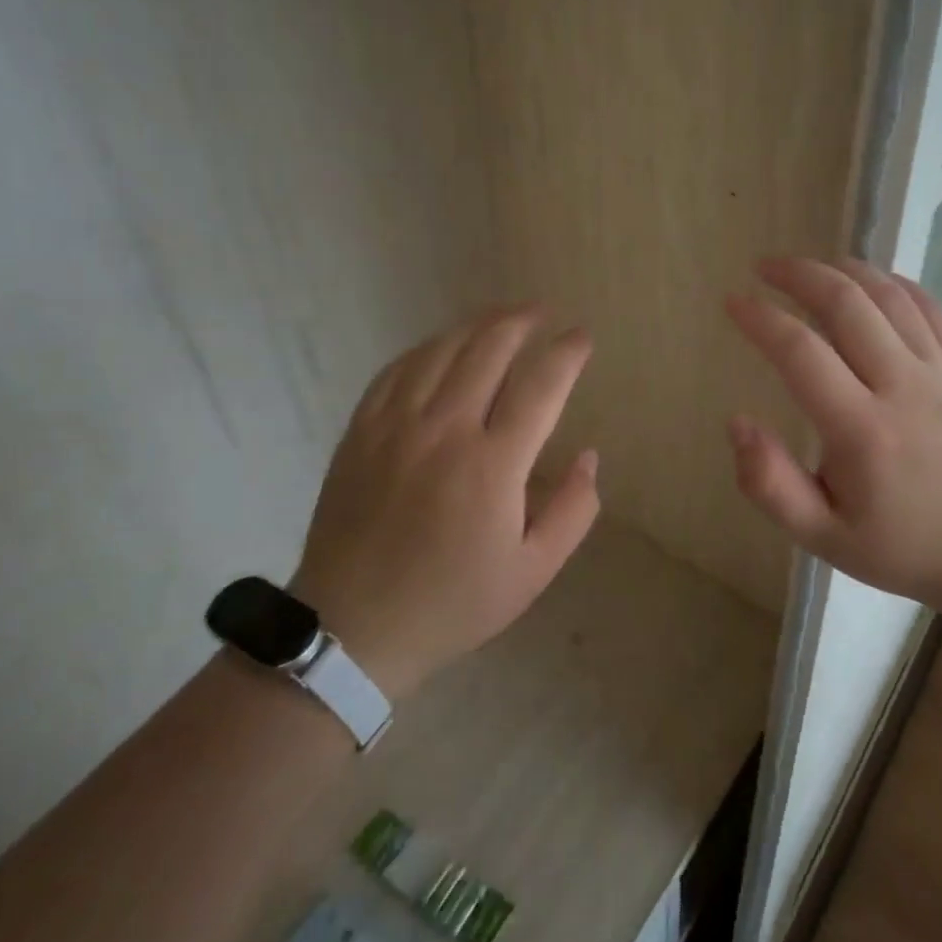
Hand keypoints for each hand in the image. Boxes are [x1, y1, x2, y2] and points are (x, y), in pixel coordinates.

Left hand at [291, 305, 599, 698]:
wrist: (352, 628)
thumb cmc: (452, 602)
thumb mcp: (532, 572)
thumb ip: (573, 511)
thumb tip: (589, 457)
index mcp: (492, 465)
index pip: (540, 387)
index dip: (566, 353)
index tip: (581, 337)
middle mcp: (444, 431)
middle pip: (488, 350)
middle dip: (521, 322)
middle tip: (541, 312)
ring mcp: (396, 426)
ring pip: (441, 350)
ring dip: (476, 325)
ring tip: (500, 316)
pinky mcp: (361, 432)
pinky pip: (397, 370)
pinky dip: (427, 348)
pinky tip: (441, 346)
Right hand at [724, 257, 941, 614]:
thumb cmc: (902, 547)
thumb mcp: (823, 537)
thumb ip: (770, 485)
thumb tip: (737, 423)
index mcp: (861, 431)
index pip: (801, 352)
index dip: (761, 319)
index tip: (733, 303)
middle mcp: (902, 387)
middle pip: (846, 305)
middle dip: (798, 275)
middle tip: (763, 267)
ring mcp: (940, 372)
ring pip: (888, 296)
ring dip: (842, 269)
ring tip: (807, 265)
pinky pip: (929, 307)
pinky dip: (894, 282)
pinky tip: (868, 279)